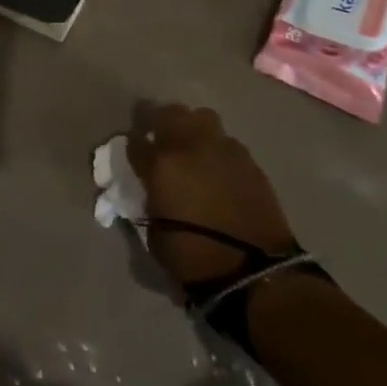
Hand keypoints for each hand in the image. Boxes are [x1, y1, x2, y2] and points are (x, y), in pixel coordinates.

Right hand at [129, 104, 295, 289]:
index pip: (135, 141)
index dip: (132, 145)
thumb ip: (150, 203)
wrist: (254, 272)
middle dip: (160, 121)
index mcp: (161, 165)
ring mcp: (222, 149)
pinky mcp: (249, 161)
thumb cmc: (194, 259)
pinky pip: (226, 142)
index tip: (134, 152)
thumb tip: (153, 194)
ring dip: (192, 127)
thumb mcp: (155, 235)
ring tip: (191, 146)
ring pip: (202, 117)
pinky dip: (217, 148)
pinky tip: (217, 167)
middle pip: (169, 113)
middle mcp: (190, 147)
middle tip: (158, 137)